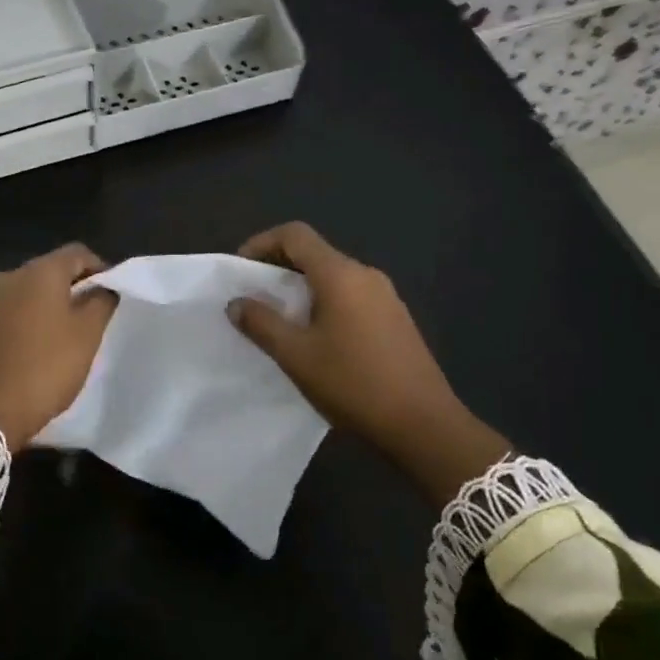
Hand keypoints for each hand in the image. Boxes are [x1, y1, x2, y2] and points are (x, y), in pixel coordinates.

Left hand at [0, 244, 117, 450]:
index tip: (110, 292)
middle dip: (69, 288)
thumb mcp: (87, 336)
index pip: (76, 253)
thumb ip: (100, 303)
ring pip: (23, 295)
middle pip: (47, 272)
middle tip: (89, 315)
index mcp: (38, 273)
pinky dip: (20, 325)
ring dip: (42, 307)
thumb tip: (103, 288)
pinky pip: (4, 317)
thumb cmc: (45, 368)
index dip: (99, 268)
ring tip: (59, 335)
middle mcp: (6, 279)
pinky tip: (29, 351)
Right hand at [230, 223, 510, 503]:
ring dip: (302, 289)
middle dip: (279, 268)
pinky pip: (352, 297)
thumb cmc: (353, 384)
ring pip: (334, 277)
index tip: (241, 270)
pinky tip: (317, 338)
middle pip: (315, 254)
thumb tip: (236, 303)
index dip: (262, 243)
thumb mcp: (296, 356)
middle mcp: (366, 275)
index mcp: (341, 275)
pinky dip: (325, 304)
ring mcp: (386, 297)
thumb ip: (262, 324)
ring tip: (280, 321)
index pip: (295, 235)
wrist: (424, 424)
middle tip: (254, 298)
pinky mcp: (396, 319)